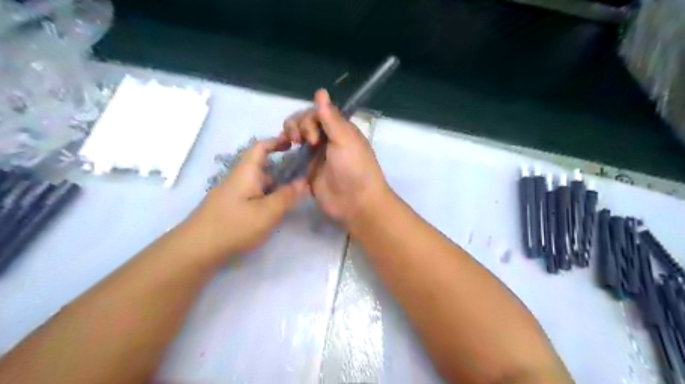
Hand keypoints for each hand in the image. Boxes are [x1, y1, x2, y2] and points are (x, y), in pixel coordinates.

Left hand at [187, 139, 305, 257]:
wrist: (197, 248)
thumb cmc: (235, 225)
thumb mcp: (268, 211)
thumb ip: (287, 196)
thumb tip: (304, 181)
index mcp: (246, 172)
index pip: (260, 147)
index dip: (276, 141)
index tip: (294, 143)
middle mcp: (239, 178)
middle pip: (263, 166)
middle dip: (283, 168)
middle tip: (303, 177)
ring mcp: (234, 193)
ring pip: (260, 183)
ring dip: (277, 185)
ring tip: (295, 195)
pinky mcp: (232, 207)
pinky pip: (255, 195)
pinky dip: (268, 196)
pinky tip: (276, 210)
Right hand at [281, 89, 389, 227]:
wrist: (356, 202)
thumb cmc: (354, 168)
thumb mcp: (345, 139)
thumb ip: (330, 117)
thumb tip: (320, 91)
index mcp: (339, 129)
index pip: (317, 113)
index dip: (309, 119)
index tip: (313, 137)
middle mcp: (328, 139)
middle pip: (305, 121)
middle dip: (299, 125)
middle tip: (303, 141)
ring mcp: (317, 155)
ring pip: (298, 135)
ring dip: (291, 133)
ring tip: (291, 143)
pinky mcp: (308, 170)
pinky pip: (294, 154)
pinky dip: (288, 149)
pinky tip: (284, 149)